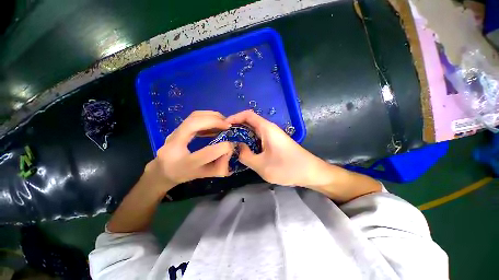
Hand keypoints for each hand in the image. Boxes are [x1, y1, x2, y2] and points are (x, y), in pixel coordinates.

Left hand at [145, 111, 233, 192]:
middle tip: (228, 125)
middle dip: (214, 121)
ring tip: (224, 121)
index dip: (222, 147)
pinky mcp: (176, 128)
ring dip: (211, 116)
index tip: (231, 144)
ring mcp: (173, 134)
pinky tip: (216, 121)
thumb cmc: (184, 175)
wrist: (162, 170)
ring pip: (193, 117)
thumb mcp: (203, 175)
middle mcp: (174, 146)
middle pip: (193, 125)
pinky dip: (207, 116)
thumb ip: (219, 166)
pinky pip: (193, 117)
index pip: (206, 153)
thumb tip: (230, 150)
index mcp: (184, 164)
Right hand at [226, 110, 331, 186]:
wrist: (310, 172)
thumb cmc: (287, 167)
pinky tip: (245, 151)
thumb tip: (237, 148)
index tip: (223, 126)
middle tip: (224, 138)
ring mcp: (273, 136)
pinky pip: (259, 138)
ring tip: (231, 145)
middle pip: (249, 122)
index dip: (234, 117)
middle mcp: (269, 129)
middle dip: (236, 128)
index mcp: (266, 128)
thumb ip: (245, 155)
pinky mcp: (275, 143)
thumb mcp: (262, 165)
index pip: (247, 115)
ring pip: (254, 131)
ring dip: (243, 136)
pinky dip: (250, 142)